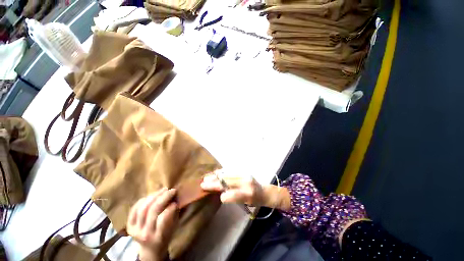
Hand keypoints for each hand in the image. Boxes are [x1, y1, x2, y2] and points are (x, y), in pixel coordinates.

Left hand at [127, 188, 177, 260]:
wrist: (150, 249)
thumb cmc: (166, 236)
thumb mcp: (174, 227)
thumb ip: (175, 213)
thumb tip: (177, 198)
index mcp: (158, 237)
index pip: (163, 219)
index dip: (170, 208)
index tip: (176, 201)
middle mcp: (145, 234)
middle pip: (153, 211)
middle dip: (163, 197)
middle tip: (171, 190)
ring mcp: (135, 230)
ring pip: (143, 208)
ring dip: (154, 196)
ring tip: (163, 190)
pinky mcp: (129, 226)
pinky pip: (134, 209)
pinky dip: (143, 200)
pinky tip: (151, 195)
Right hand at [200, 170, 265, 206]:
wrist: (263, 191)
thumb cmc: (255, 200)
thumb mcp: (246, 204)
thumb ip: (235, 198)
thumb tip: (222, 194)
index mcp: (249, 193)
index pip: (235, 194)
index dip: (226, 196)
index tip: (218, 197)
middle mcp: (246, 182)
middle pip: (228, 182)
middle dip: (215, 183)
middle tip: (203, 184)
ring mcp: (244, 174)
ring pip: (227, 174)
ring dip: (216, 176)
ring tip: (206, 177)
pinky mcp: (243, 171)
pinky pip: (230, 171)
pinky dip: (222, 172)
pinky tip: (215, 172)